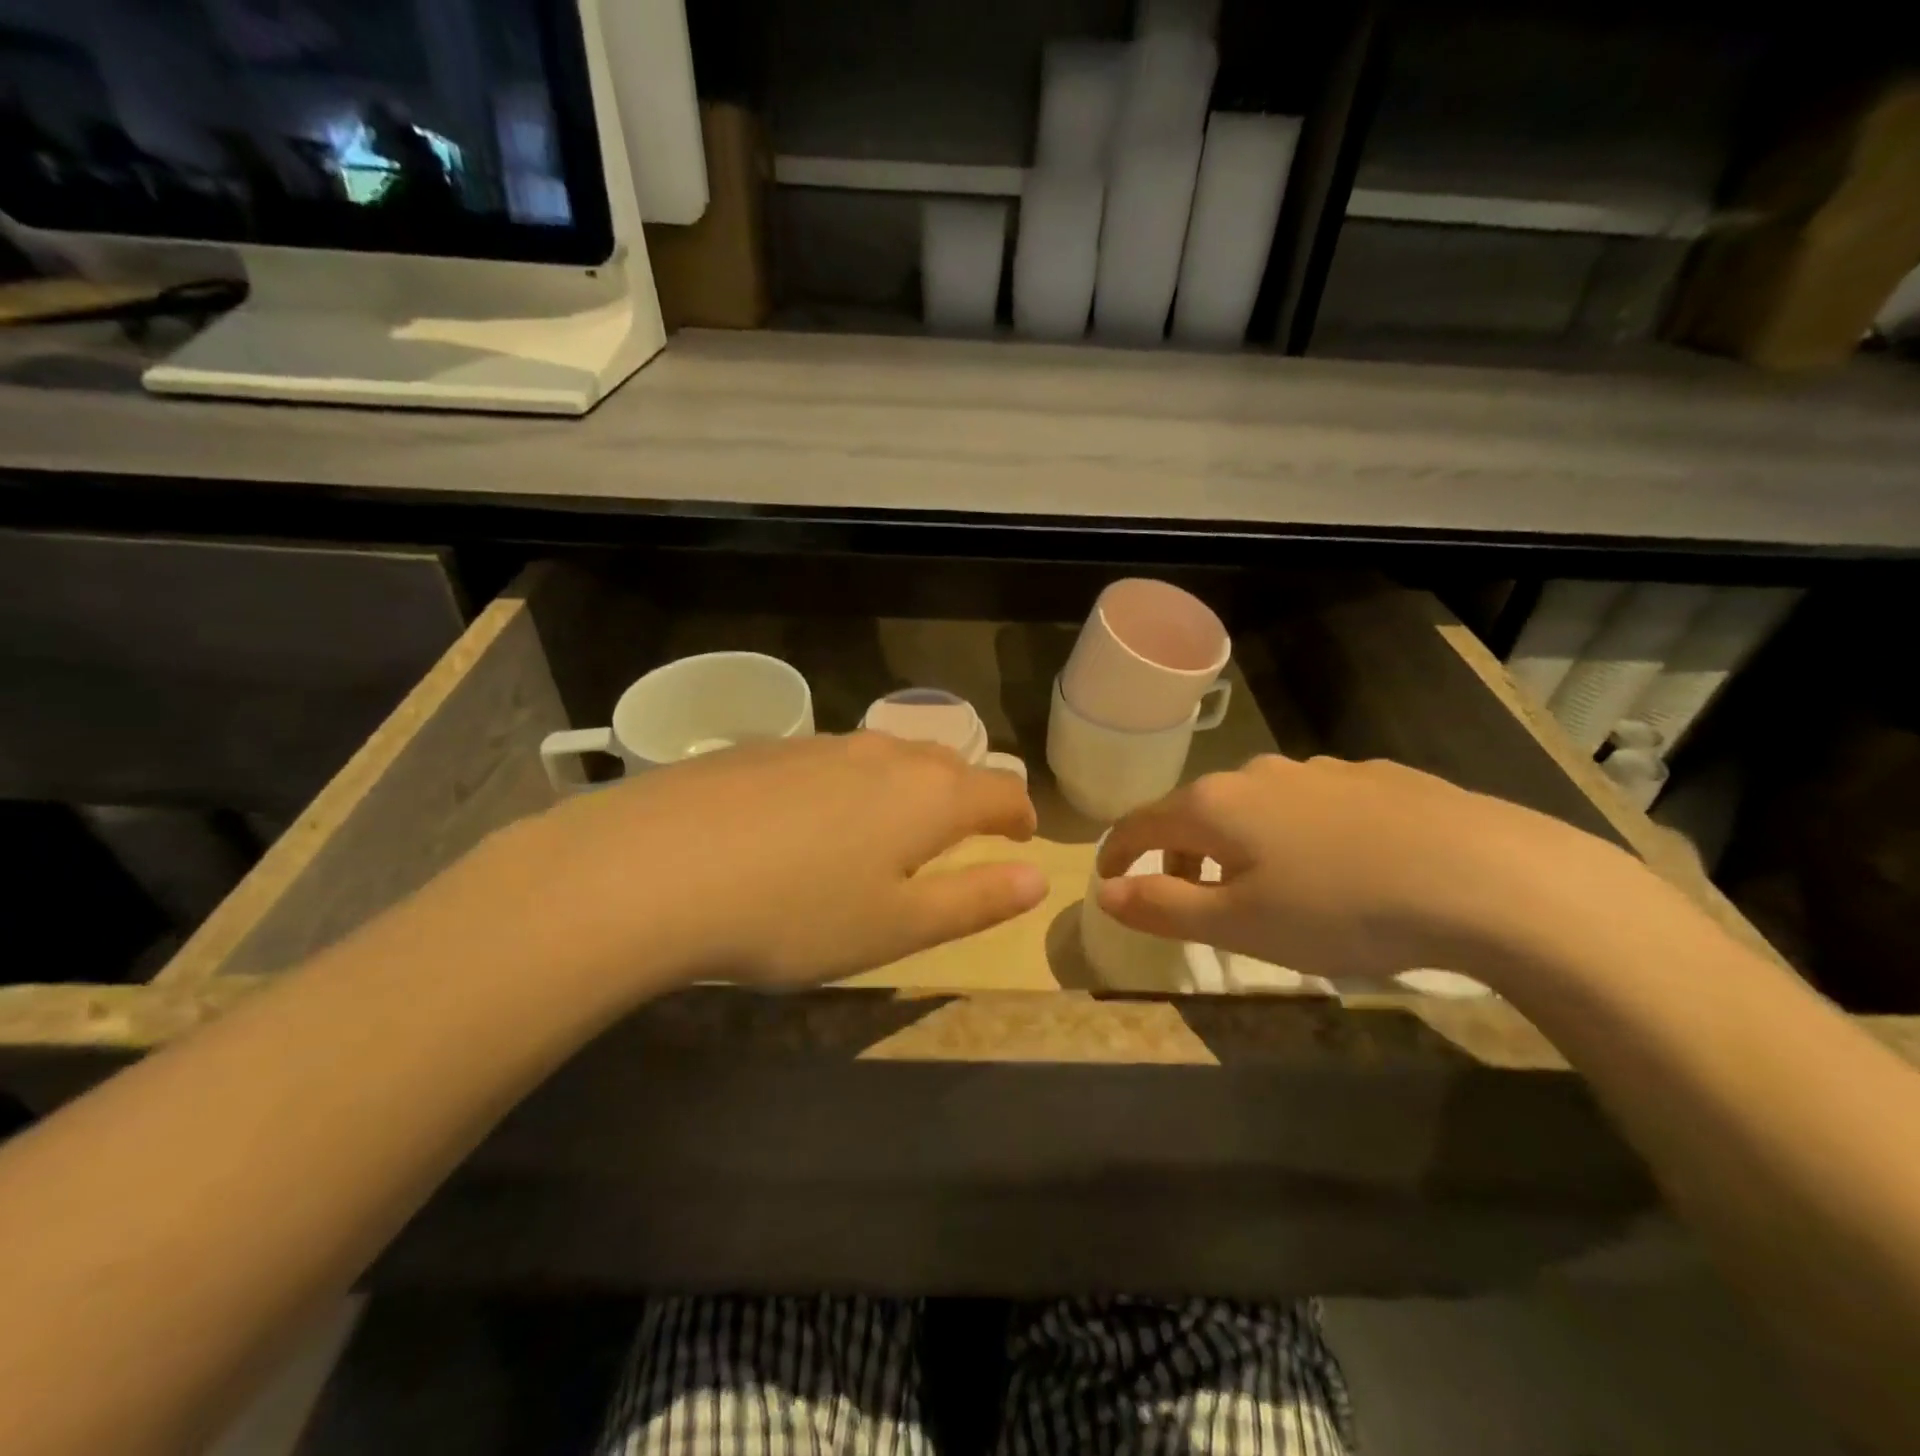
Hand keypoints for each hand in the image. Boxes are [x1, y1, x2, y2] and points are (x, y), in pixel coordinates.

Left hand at [485, 732, 1044, 993]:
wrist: (653, 868)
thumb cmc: (794, 913)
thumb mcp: (897, 926)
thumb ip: (975, 900)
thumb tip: (1037, 877)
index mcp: (929, 795)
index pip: (1000, 791)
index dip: (1018, 815)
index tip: (1021, 837)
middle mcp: (883, 754)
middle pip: (948, 764)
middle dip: (967, 796)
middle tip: (962, 833)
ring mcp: (821, 744)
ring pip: (888, 758)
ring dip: (908, 787)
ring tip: (893, 826)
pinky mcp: (767, 749)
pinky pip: (833, 761)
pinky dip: (851, 785)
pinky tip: (813, 822)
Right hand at [1095, 754, 1631, 983]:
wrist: (1485, 876)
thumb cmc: (1339, 908)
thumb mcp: (1239, 925)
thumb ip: (1162, 907)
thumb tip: (1105, 892)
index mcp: (1215, 806)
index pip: (1140, 822)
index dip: (1117, 851)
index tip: (1109, 877)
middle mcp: (1257, 774)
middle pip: (1196, 811)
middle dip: (1179, 853)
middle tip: (1188, 896)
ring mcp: (1318, 770)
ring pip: (1256, 806)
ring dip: (1238, 843)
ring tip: (1265, 887)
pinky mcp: (1374, 777)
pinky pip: (1310, 804)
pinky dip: (1296, 833)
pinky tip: (1338, 866)